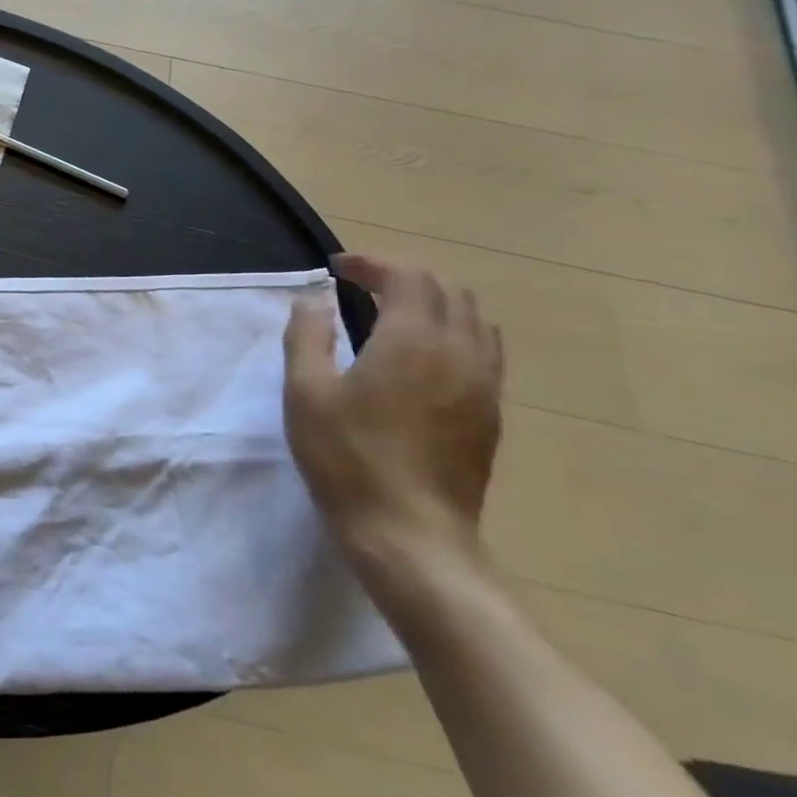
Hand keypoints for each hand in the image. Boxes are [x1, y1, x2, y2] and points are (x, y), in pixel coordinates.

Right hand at [283, 255, 503, 573]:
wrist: (409, 533)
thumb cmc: (347, 457)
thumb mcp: (306, 392)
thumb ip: (307, 336)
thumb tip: (312, 301)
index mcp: (413, 340)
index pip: (406, 276)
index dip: (371, 263)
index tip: (335, 268)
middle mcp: (459, 351)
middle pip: (446, 289)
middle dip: (403, 276)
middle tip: (360, 285)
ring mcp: (483, 384)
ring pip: (472, 318)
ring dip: (433, 302)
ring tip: (393, 313)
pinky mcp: (490, 413)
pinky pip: (483, 351)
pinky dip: (453, 332)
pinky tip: (423, 356)